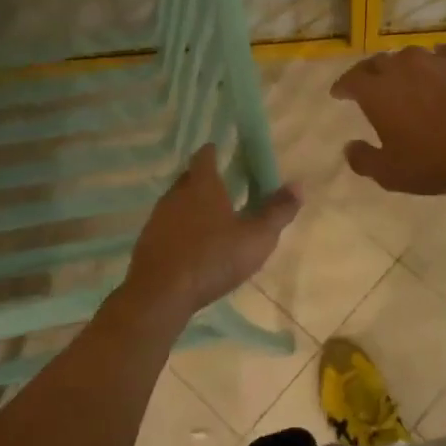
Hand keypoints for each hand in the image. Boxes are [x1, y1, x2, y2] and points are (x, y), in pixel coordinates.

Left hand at [119, 147, 300, 327]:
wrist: (160, 294)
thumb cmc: (213, 258)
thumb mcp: (256, 238)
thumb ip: (277, 211)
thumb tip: (299, 185)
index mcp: (202, 185)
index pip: (204, 156)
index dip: (213, 152)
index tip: (222, 151)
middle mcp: (176, 195)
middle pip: (188, 178)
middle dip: (204, 179)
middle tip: (223, 187)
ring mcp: (157, 219)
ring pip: (176, 203)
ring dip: (191, 206)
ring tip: (210, 219)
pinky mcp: (147, 243)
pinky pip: (166, 227)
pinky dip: (180, 230)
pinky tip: (192, 247)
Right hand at [331, 43, 445, 194]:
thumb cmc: (435, 160)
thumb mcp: (391, 173)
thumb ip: (364, 160)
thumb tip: (348, 148)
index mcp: (377, 92)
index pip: (351, 80)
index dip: (342, 87)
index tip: (338, 94)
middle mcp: (401, 68)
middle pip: (377, 63)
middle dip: (368, 73)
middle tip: (367, 86)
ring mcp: (434, 61)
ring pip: (409, 55)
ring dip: (402, 65)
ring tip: (403, 77)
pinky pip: (444, 53)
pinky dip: (438, 59)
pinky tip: (441, 65)